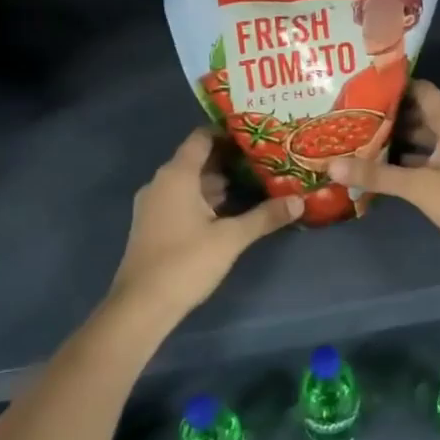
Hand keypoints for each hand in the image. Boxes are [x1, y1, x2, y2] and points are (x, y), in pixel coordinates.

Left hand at [106, 129, 301, 322]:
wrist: (141, 306)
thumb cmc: (185, 262)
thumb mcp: (231, 238)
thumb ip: (265, 216)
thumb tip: (299, 201)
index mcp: (176, 175)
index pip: (201, 138)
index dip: (227, 133)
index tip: (255, 135)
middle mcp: (161, 182)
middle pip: (196, 160)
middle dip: (228, 160)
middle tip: (263, 160)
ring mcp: (153, 205)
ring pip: (189, 182)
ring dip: (217, 182)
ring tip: (253, 183)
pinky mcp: (153, 224)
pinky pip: (180, 199)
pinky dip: (203, 199)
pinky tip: (229, 211)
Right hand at [326, 80, 439, 263]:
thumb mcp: (419, 186)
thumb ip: (377, 174)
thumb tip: (330, 165)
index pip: (419, 90)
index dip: (391, 87)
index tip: (359, 87)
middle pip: (418, 114)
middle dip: (387, 117)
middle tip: (350, 117)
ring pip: (422, 139)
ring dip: (395, 140)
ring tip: (357, 140)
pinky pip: (427, 159)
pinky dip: (406, 161)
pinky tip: (380, 168)